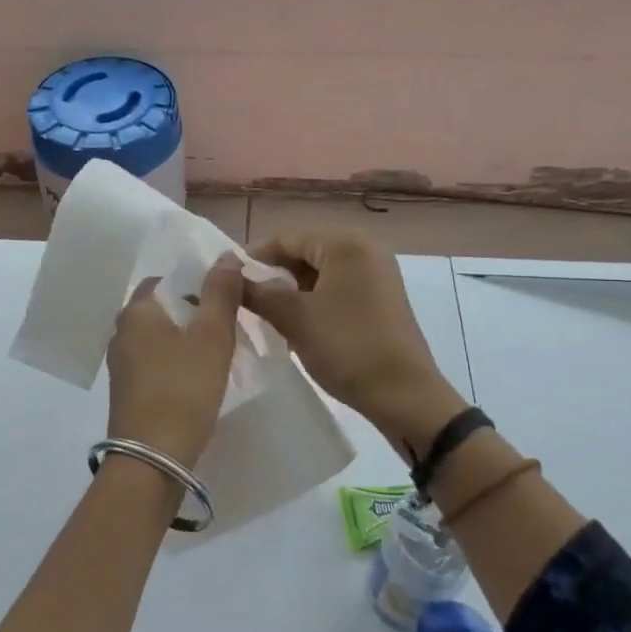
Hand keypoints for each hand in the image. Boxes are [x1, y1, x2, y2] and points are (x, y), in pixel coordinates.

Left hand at [105, 252, 243, 469]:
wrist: (153, 458)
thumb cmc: (183, 388)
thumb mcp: (211, 336)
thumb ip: (220, 293)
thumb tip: (226, 256)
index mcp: (136, 312)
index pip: (165, 281)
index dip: (196, 284)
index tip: (225, 298)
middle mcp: (121, 333)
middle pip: (163, 310)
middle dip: (194, 313)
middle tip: (228, 326)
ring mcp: (121, 365)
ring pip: (160, 339)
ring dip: (187, 341)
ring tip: (220, 352)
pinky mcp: (128, 392)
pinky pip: (156, 364)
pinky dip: (177, 364)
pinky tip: (199, 379)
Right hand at [243, 229, 465, 457]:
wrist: (403, 394)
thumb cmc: (347, 347)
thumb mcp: (294, 319)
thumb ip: (258, 293)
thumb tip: (230, 276)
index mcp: (345, 243)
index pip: (286, 237)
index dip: (253, 257)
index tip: (226, 280)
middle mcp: (365, 248)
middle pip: (304, 250)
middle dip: (273, 273)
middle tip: (244, 299)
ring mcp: (377, 272)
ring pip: (320, 270)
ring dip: (291, 288)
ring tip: (265, 313)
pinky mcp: (381, 296)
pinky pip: (337, 286)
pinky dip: (313, 298)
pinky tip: (296, 322)